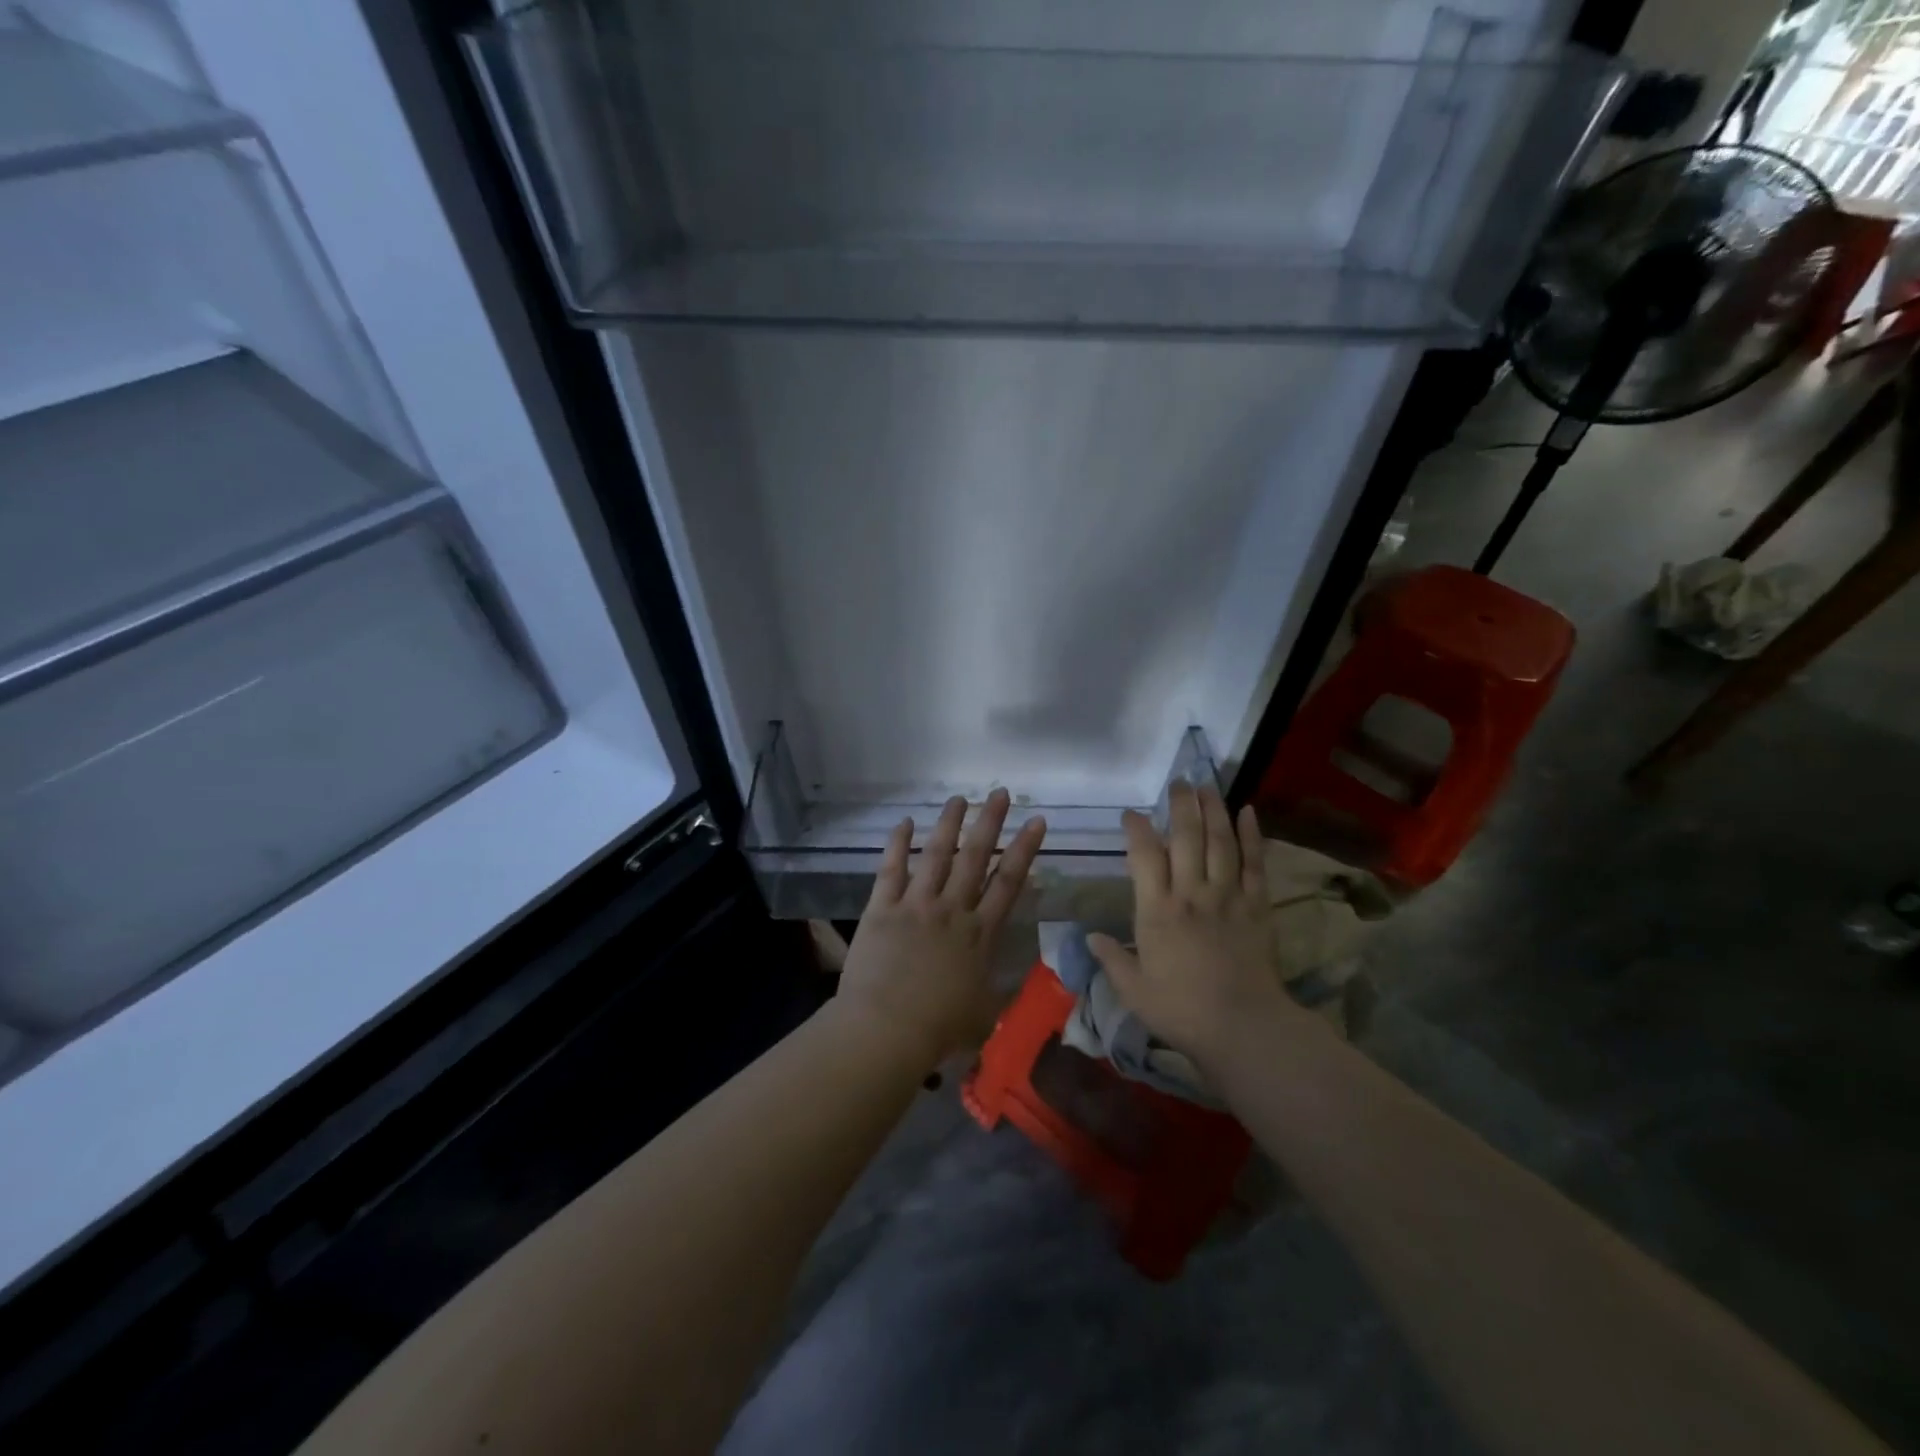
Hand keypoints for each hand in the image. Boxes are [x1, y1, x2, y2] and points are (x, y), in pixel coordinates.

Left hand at [837, 789, 1046, 1064]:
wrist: (886, 1030)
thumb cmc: (939, 1029)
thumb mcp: (985, 1012)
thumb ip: (999, 987)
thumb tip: (1011, 976)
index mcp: (980, 934)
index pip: (1009, 882)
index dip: (1025, 849)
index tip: (1036, 821)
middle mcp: (952, 910)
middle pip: (975, 857)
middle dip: (990, 822)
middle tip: (1000, 793)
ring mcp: (916, 905)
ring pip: (937, 855)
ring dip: (949, 824)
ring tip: (959, 799)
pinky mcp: (882, 908)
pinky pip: (891, 869)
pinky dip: (897, 844)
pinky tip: (904, 822)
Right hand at [1088, 783, 1303, 1069]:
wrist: (1243, 1027)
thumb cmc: (1181, 1010)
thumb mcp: (1133, 990)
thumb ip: (1111, 958)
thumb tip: (1090, 936)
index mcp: (1157, 910)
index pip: (1144, 855)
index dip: (1137, 829)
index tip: (1131, 813)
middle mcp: (1191, 893)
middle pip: (1186, 837)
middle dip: (1180, 805)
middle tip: (1177, 782)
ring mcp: (1227, 896)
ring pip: (1220, 841)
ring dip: (1213, 809)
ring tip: (1206, 786)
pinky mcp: (1257, 906)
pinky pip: (1255, 862)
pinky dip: (1252, 835)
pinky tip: (1248, 811)